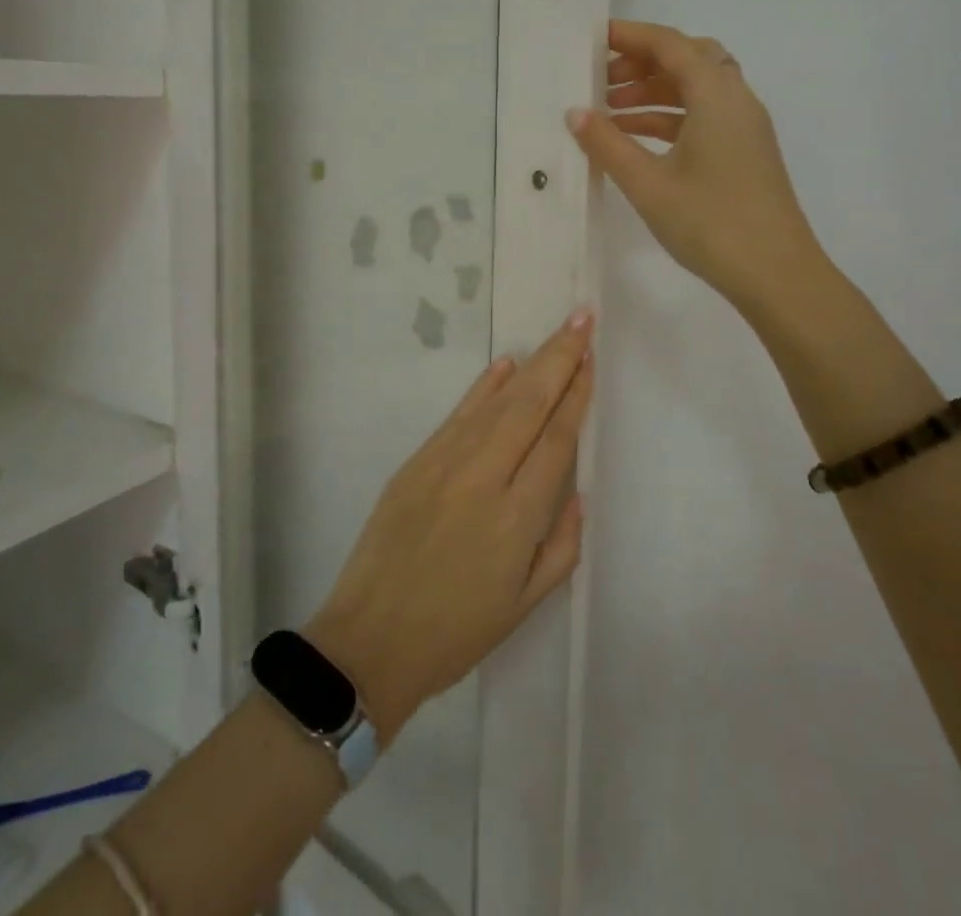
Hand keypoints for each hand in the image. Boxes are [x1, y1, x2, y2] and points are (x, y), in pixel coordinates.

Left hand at [306, 311, 593, 742]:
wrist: (370, 640)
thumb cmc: (456, 632)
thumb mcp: (525, 604)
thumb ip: (561, 546)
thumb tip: (575, 491)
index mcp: (517, 519)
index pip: (556, 441)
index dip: (576, 397)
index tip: (591, 361)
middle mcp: (484, 479)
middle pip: (530, 406)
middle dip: (560, 359)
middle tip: (582, 320)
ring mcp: (445, 464)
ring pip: (497, 403)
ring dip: (531, 365)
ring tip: (557, 335)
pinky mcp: (416, 462)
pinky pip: (458, 415)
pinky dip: (483, 387)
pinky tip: (505, 365)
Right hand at [568, 19, 824, 311]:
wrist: (777, 275)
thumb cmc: (711, 223)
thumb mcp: (648, 184)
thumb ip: (607, 144)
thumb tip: (575, 113)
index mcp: (716, 95)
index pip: (670, 44)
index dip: (630, 36)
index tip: (592, 39)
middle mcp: (736, 100)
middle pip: (688, 59)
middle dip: (642, 63)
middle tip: (601, 80)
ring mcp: (745, 127)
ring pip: (696, 90)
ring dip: (653, 92)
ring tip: (608, 113)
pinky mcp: (745, 152)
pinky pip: (703, 117)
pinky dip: (669, 118)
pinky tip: (636, 141)